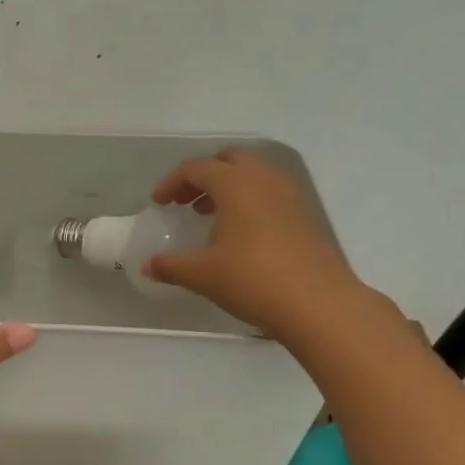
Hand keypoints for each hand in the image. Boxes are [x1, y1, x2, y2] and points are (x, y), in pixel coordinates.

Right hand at [144, 148, 368, 342]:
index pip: (197, 168)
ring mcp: (288, 197)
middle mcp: (264, 181)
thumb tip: (147, 265)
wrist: (317, 304)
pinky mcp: (303, 217)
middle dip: (203, 175)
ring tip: (208, 215)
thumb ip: (171, 266)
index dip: (172, 182)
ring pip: (253, 175)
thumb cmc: (252, 279)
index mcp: (236, 185)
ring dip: (227, 186)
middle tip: (185, 200)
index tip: (158, 203)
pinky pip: (269, 193)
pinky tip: (238, 233)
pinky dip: (247, 200)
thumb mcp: (202, 274)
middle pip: (229, 160)